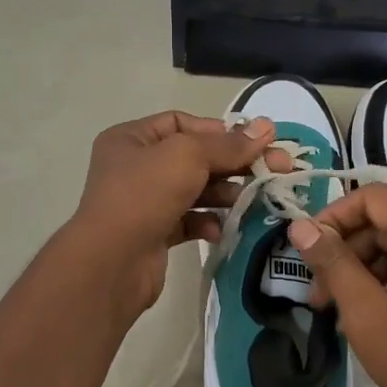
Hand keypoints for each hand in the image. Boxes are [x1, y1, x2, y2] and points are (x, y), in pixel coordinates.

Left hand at [69, 110, 287, 312]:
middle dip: (232, 164)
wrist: (111, 263)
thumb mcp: (188, 156)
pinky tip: (220, 228)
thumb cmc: (144, 195)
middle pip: (193, 157)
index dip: (218, 131)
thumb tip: (266, 127)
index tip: (252, 143)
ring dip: (224, 193)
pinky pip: (188, 220)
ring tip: (251, 199)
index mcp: (131, 139)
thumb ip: (229, 144)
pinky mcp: (154, 233)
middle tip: (275, 169)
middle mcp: (135, 166)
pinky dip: (207, 221)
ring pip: (194, 190)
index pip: (181, 123)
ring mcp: (143, 202)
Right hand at [287, 185, 386, 386]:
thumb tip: (300, 226)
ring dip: (366, 271)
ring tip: (339, 313)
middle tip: (317, 295)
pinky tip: (372, 319)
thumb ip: (333, 263)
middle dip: (347, 252)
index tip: (307, 251)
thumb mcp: (369, 315)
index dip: (334, 216)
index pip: (375, 197)